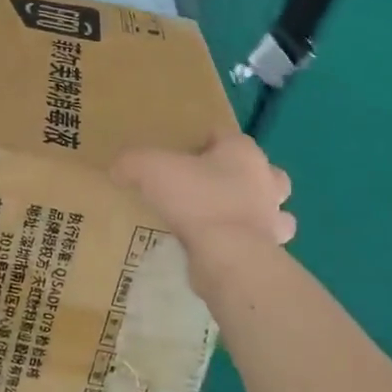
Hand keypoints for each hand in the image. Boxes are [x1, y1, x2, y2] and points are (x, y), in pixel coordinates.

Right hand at [112, 130, 295, 247]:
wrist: (230, 256)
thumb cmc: (197, 200)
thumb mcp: (150, 169)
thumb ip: (131, 163)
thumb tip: (117, 169)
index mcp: (243, 152)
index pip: (225, 135)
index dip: (203, 142)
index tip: (182, 156)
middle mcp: (266, 180)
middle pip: (260, 170)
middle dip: (241, 176)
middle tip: (209, 187)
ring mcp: (274, 218)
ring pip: (271, 208)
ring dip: (253, 212)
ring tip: (221, 220)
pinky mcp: (271, 251)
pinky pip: (260, 242)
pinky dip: (245, 244)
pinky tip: (221, 249)